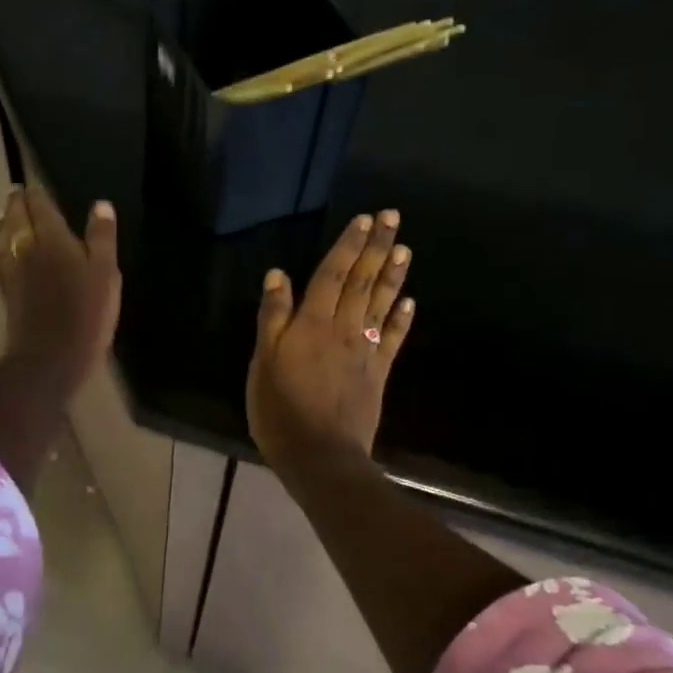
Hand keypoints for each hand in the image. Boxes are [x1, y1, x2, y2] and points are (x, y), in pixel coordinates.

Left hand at [0, 185, 120, 395]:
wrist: (50, 358)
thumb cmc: (86, 314)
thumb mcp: (106, 274)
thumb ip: (102, 238)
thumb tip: (101, 205)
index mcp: (53, 239)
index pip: (40, 206)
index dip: (36, 194)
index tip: (33, 185)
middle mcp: (26, 249)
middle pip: (15, 219)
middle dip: (16, 204)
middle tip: (16, 194)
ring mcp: (12, 272)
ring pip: (1, 239)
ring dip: (2, 225)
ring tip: (3, 216)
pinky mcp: (6, 294)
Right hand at [246, 210, 413, 474]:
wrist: (319, 454)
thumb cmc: (280, 409)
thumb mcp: (263, 363)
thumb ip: (273, 318)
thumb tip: (278, 275)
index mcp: (311, 324)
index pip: (332, 276)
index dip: (348, 247)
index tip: (365, 220)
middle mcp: (342, 330)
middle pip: (361, 283)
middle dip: (376, 249)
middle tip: (393, 218)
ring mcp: (364, 352)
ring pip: (380, 305)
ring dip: (392, 275)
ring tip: (404, 249)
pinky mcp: (377, 374)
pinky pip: (391, 339)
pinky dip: (401, 318)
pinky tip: (409, 301)